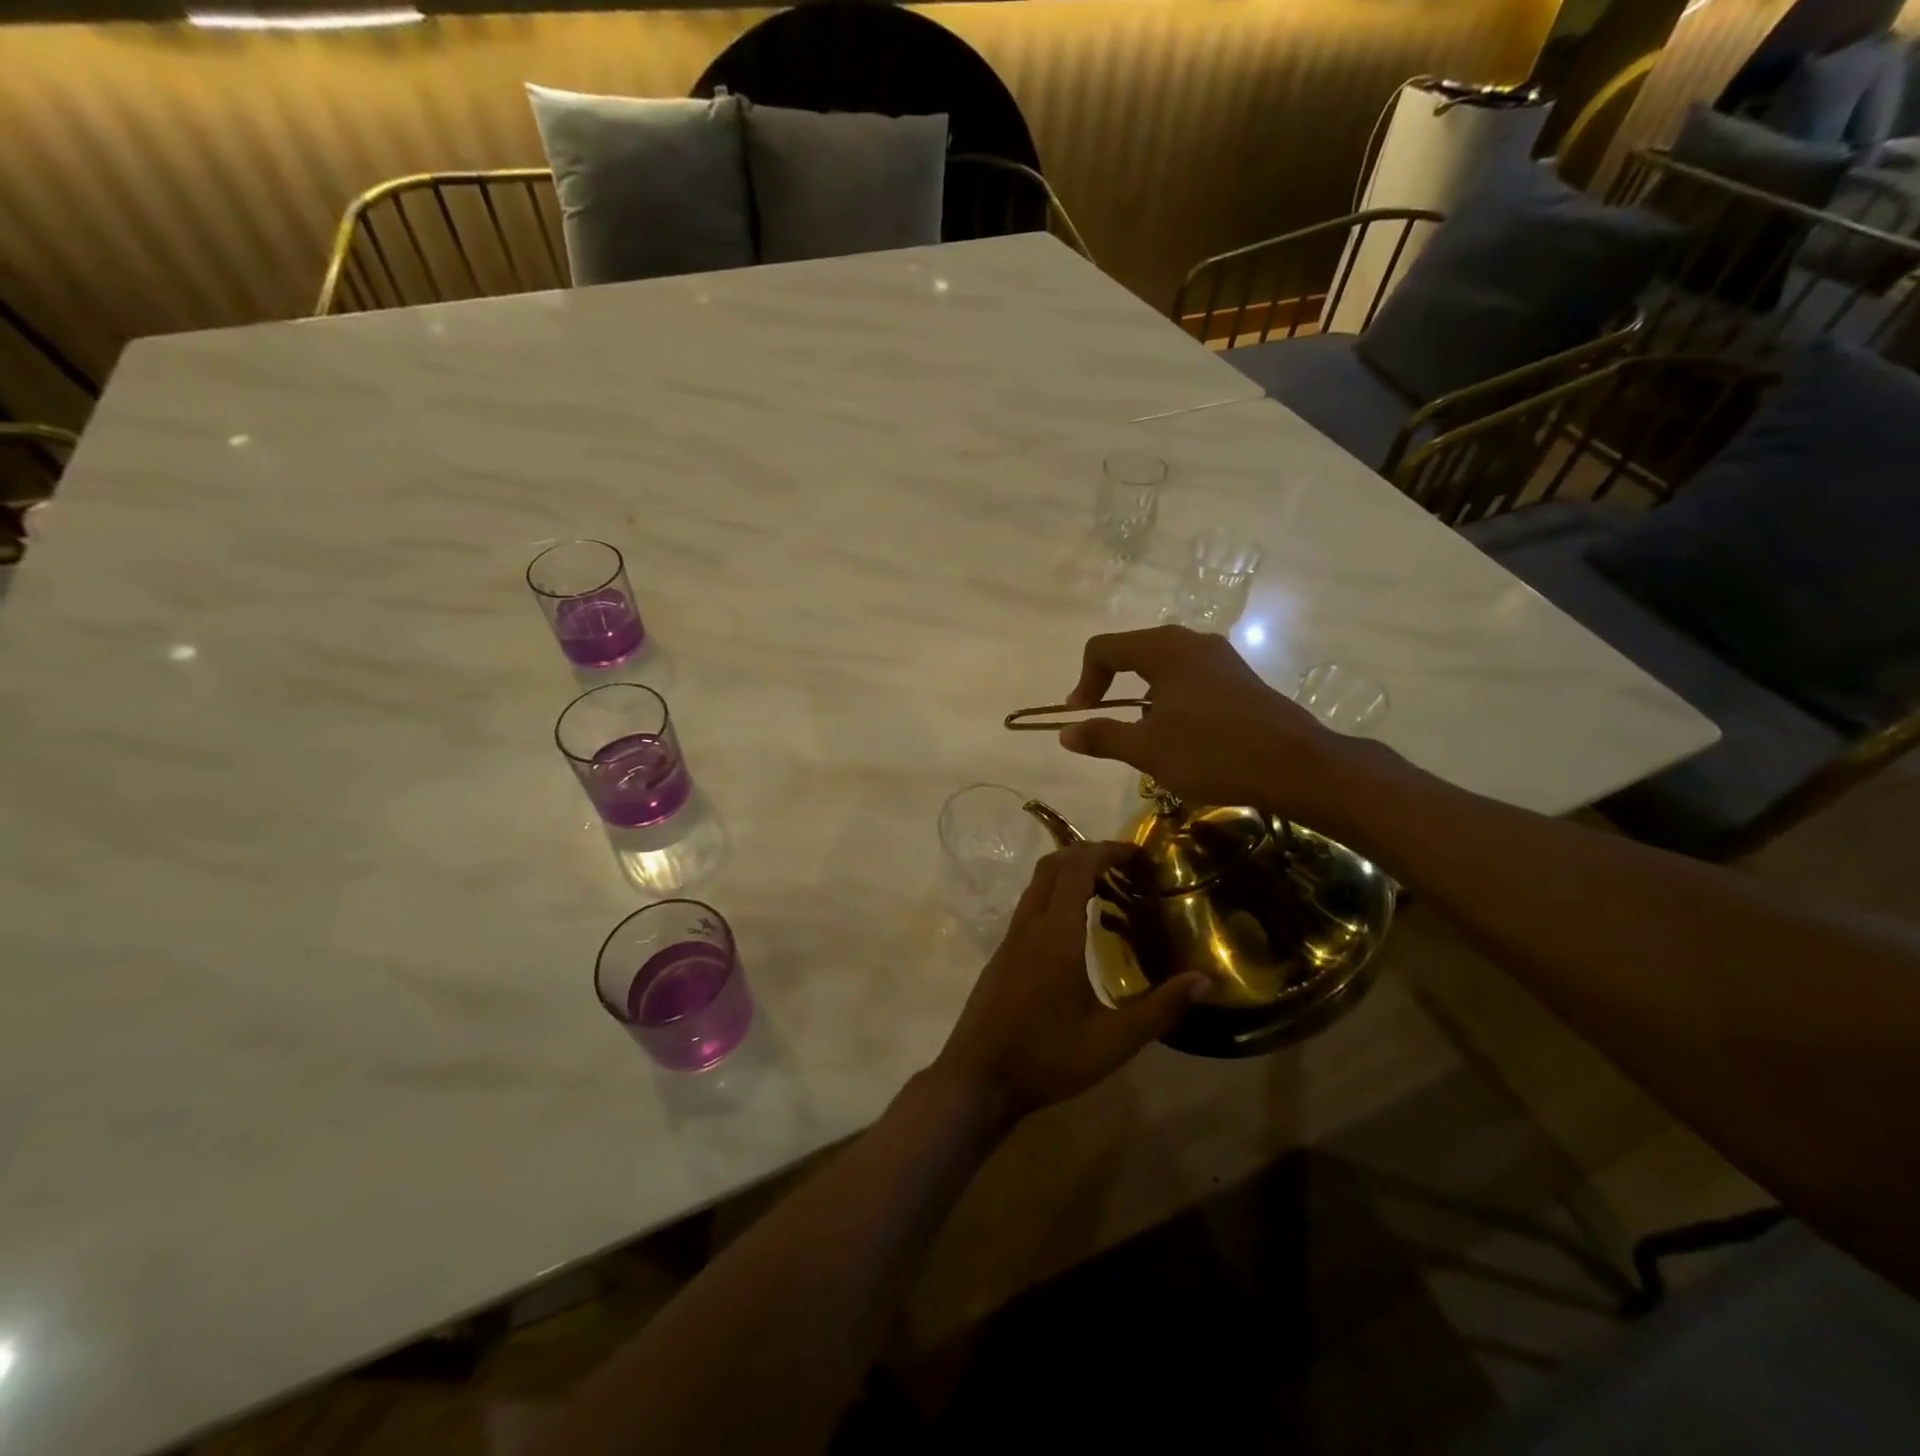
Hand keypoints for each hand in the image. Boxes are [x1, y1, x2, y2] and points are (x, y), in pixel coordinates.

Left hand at [932, 841, 1204, 1118]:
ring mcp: (1010, 939)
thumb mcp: (1113, 1042)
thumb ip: (1160, 1009)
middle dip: (1088, 853)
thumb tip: (1204, 980)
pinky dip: (1054, 895)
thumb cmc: (1047, 1058)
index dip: (1106, 851)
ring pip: (1037, 884)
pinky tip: (1074, 926)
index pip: (1077, 869)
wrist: (977, 1079)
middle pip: (1053, 866)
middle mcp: (1029, 926)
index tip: (1137, 853)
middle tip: (1125, 865)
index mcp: (1056, 936)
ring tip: (1106, 888)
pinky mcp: (1001, 955)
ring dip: (1068, 872)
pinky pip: (1029, 906)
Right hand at [1058, 625, 1338, 813]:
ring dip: (1143, 696)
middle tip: (1106, 722)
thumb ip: (1102, 736)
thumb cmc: (1211, 752)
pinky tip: (1183, 736)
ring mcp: (1220, 658)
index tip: (1081, 716)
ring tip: (1145, 736)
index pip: (1104, 648)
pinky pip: (1191, 679)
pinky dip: (1172, 700)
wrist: (1295, 765)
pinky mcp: (1240, 678)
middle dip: (1112, 686)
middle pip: (1134, 652)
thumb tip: (1066, 733)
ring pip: (1164, 667)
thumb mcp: (1147, 749)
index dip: (1084, 681)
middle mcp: (1192, 642)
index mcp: (1164, 649)